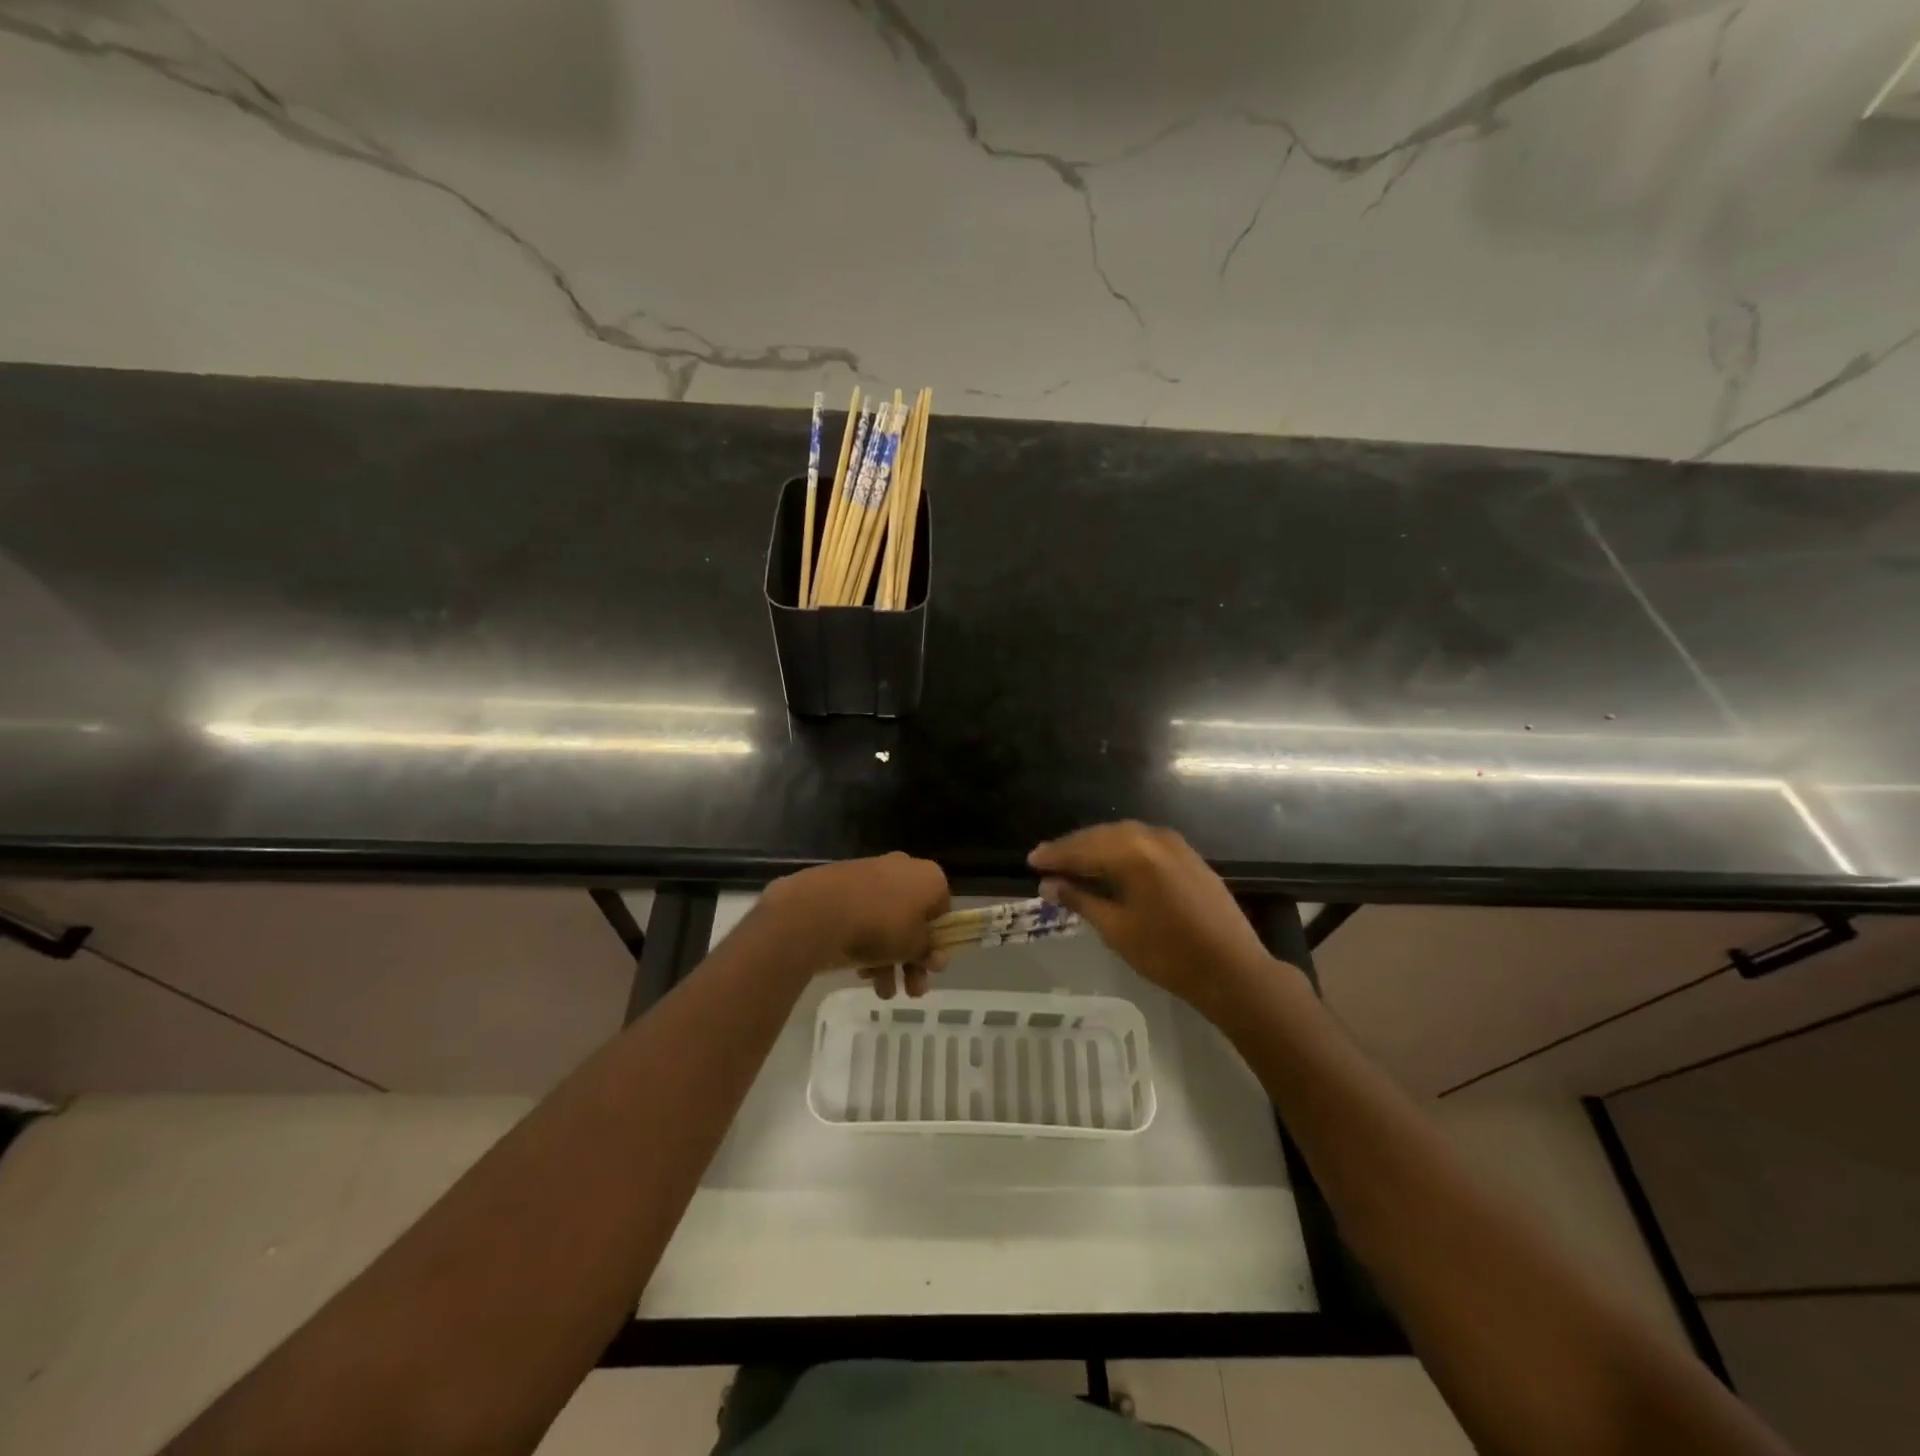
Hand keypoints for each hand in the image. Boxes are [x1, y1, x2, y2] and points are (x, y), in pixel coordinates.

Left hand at [757, 852, 950, 995]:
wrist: (821, 910)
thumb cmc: (881, 925)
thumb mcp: (915, 946)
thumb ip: (929, 951)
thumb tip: (936, 956)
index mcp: (929, 877)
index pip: (943, 911)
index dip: (938, 942)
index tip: (930, 968)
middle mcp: (904, 869)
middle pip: (914, 919)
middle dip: (912, 959)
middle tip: (911, 990)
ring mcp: (871, 874)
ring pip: (887, 921)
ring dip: (889, 960)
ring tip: (881, 992)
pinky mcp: (843, 884)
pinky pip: (863, 916)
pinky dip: (865, 943)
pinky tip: (860, 972)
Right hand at [1029, 822, 1283, 1015]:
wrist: (1232, 970)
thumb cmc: (1168, 954)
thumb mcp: (1116, 929)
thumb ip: (1080, 900)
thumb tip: (1048, 884)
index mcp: (1134, 853)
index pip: (1083, 848)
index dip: (1055, 855)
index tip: (1031, 861)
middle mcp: (1153, 838)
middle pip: (1103, 835)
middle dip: (1073, 847)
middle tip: (1047, 859)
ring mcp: (1175, 844)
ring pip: (1124, 836)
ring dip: (1096, 847)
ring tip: (1073, 861)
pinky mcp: (1188, 855)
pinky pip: (1144, 843)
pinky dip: (1121, 850)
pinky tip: (1109, 864)